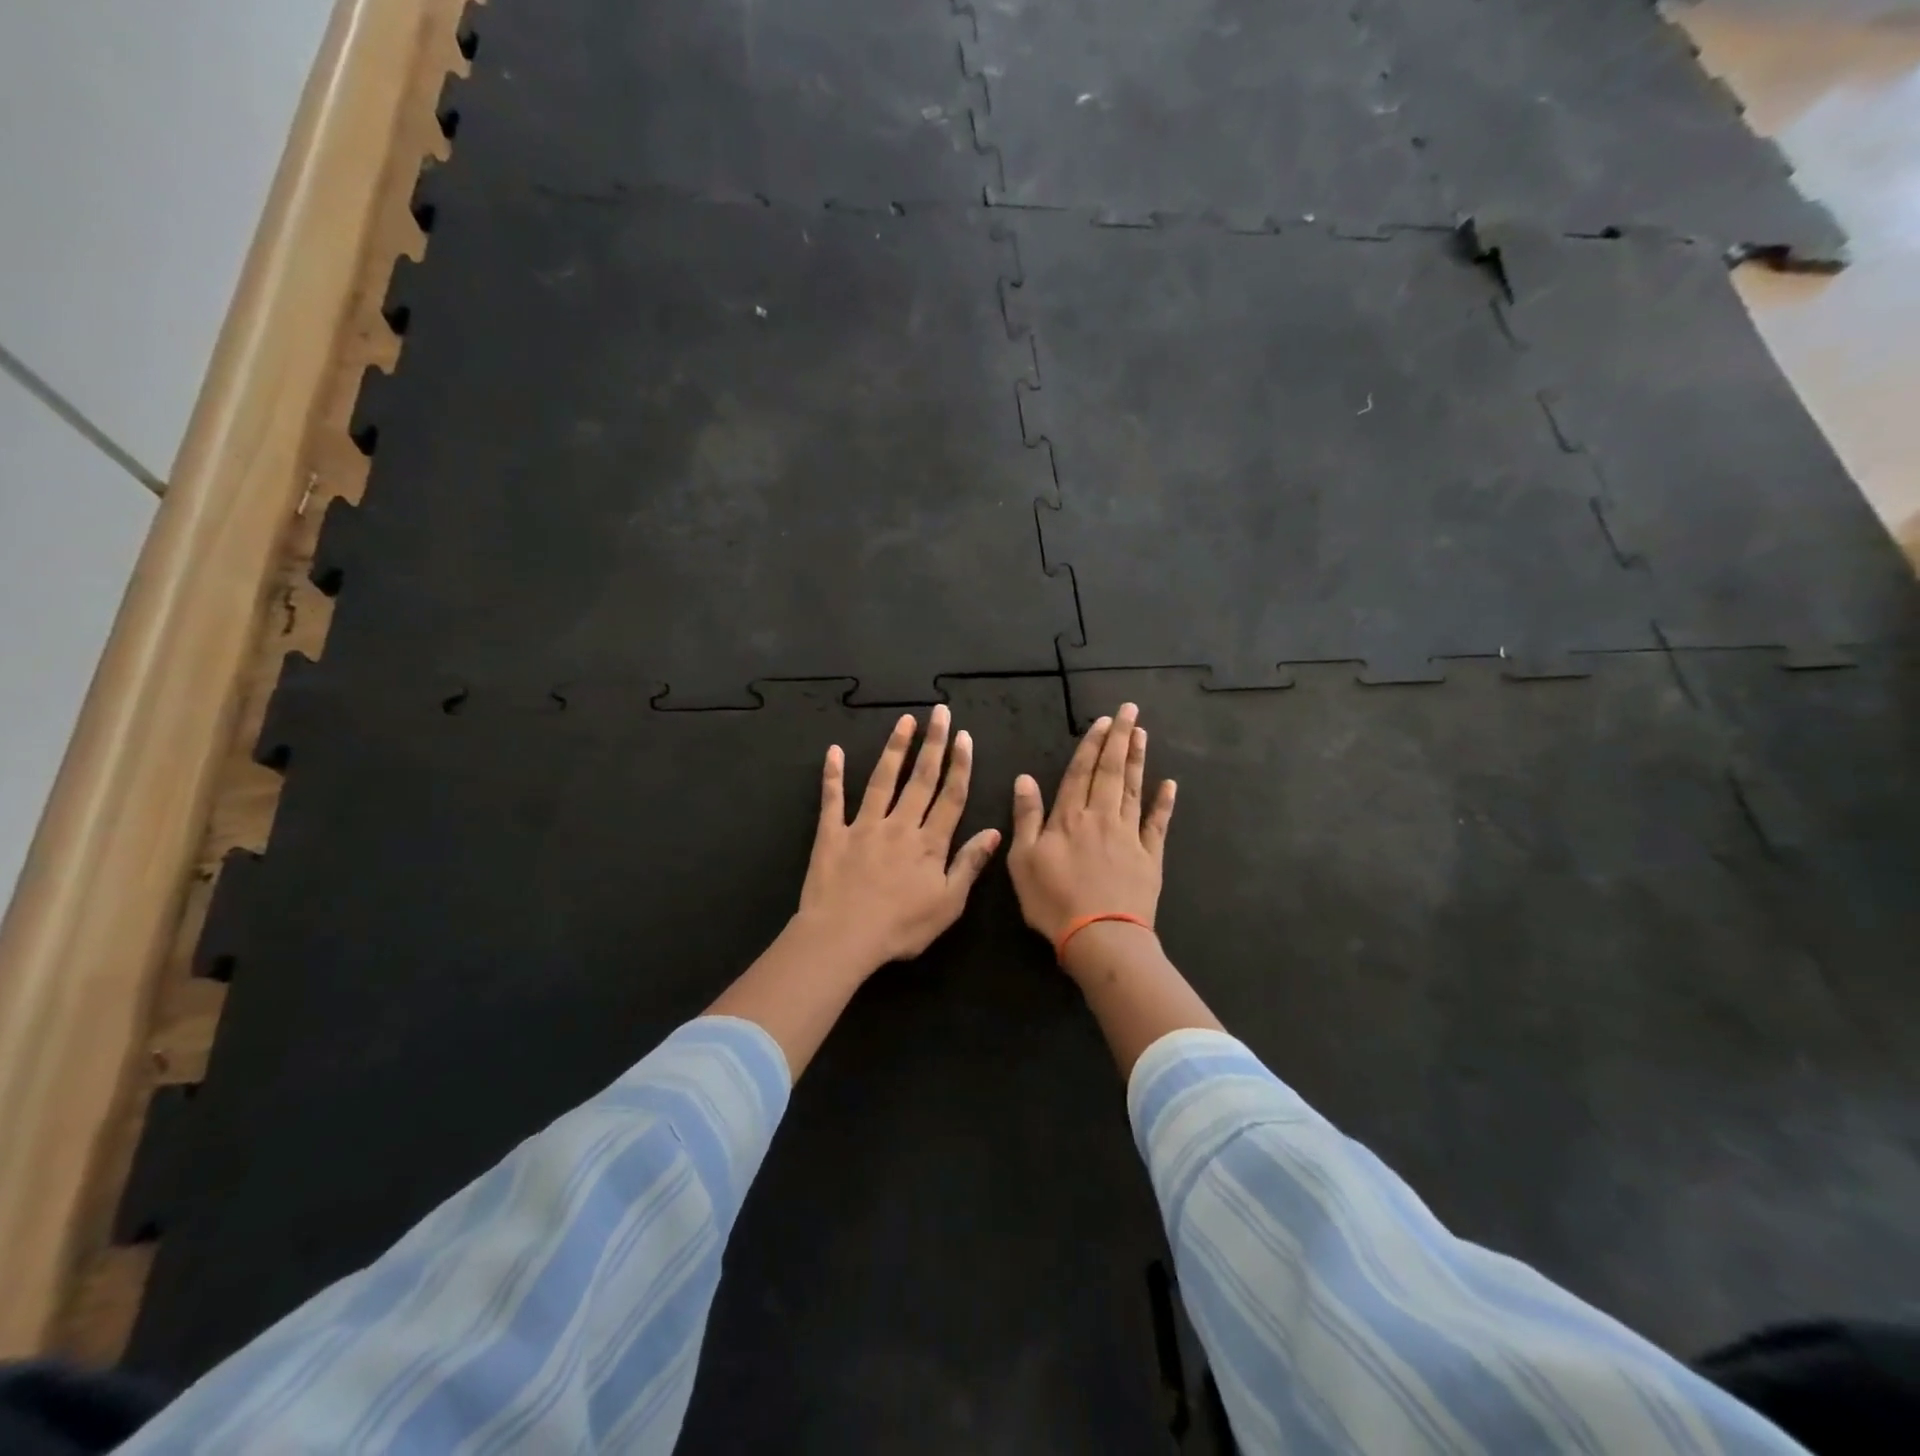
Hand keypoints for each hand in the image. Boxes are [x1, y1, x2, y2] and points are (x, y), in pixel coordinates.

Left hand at [792, 705, 1001, 974]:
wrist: (843, 937)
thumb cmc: (901, 928)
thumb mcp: (948, 904)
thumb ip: (969, 864)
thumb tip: (994, 831)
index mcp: (930, 843)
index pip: (951, 796)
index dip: (960, 765)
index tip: (964, 737)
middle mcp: (899, 825)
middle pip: (920, 779)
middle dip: (933, 744)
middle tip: (939, 712)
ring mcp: (863, 826)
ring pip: (882, 780)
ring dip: (895, 748)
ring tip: (904, 721)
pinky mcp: (832, 834)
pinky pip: (832, 800)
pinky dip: (832, 775)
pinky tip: (833, 751)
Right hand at [1008, 702, 1175, 949]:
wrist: (1101, 937)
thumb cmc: (1053, 901)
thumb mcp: (1023, 860)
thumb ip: (1026, 817)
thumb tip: (1024, 778)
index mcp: (1069, 817)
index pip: (1080, 771)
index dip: (1091, 744)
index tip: (1102, 721)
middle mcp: (1101, 817)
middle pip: (1111, 771)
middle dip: (1119, 738)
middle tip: (1129, 710)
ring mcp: (1129, 835)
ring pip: (1133, 789)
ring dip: (1137, 760)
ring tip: (1142, 734)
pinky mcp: (1150, 856)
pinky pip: (1157, 823)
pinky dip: (1163, 803)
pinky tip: (1169, 785)